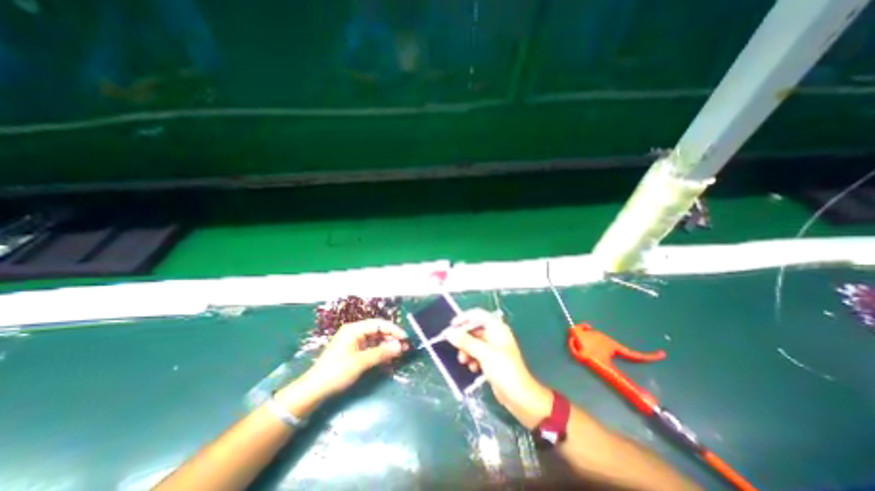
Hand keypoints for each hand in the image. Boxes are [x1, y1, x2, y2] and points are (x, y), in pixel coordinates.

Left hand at [302, 319, 408, 396]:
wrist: (314, 390)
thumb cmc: (336, 372)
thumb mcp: (360, 362)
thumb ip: (381, 353)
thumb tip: (400, 346)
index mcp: (354, 329)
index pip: (378, 324)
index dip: (393, 330)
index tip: (405, 337)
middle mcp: (355, 332)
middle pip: (378, 330)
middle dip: (391, 338)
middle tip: (405, 346)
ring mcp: (354, 341)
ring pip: (375, 339)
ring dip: (387, 345)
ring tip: (400, 351)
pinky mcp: (354, 351)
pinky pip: (371, 347)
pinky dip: (380, 351)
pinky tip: (389, 356)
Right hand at [447, 310, 549, 429]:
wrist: (519, 396)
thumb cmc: (504, 369)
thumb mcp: (484, 353)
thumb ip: (466, 342)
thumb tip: (450, 333)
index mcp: (497, 328)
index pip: (478, 315)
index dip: (464, 318)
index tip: (452, 325)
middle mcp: (495, 335)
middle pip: (474, 329)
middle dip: (464, 338)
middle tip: (454, 346)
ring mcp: (494, 348)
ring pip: (474, 343)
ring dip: (467, 350)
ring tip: (463, 361)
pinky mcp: (492, 360)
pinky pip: (477, 354)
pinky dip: (473, 358)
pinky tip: (473, 368)